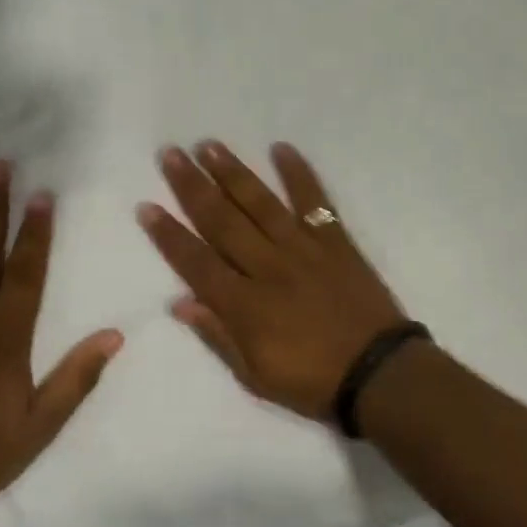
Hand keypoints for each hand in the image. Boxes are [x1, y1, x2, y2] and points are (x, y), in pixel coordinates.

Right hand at [137, 141, 405, 424]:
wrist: (379, 373)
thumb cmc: (313, 381)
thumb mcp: (256, 375)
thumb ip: (218, 336)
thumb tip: (180, 303)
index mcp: (245, 305)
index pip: (197, 262)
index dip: (169, 235)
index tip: (147, 206)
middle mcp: (268, 267)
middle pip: (223, 221)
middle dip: (193, 187)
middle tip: (171, 155)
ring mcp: (303, 249)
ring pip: (260, 204)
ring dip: (233, 173)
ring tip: (209, 146)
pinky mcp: (335, 241)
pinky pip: (315, 201)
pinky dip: (299, 174)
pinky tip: (282, 148)